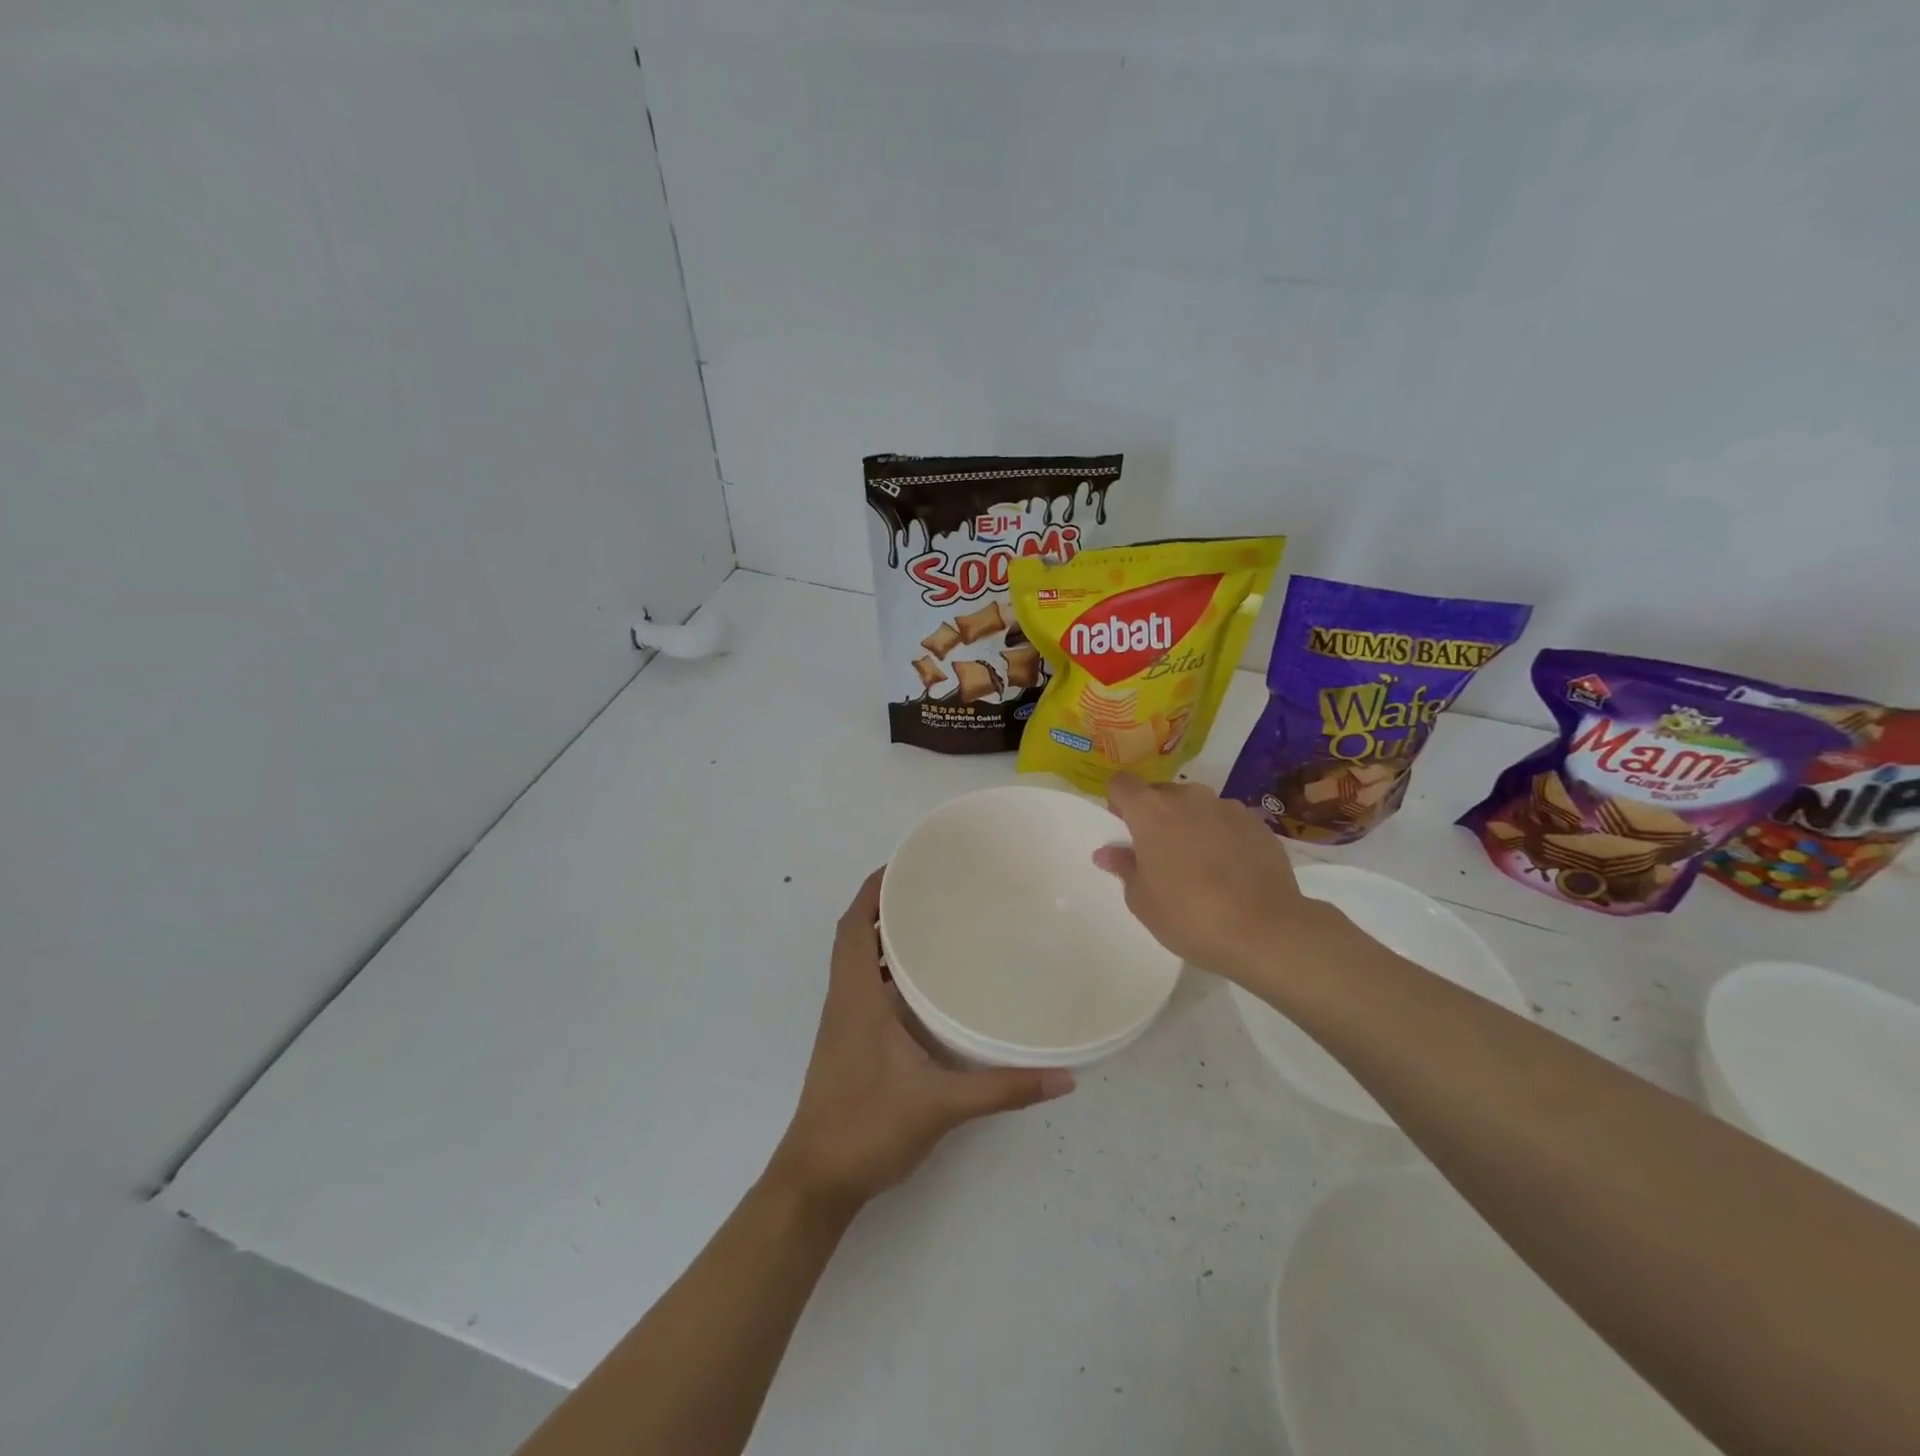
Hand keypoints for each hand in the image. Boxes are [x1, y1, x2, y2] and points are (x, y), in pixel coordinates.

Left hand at [767, 870, 1074, 1216]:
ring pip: (857, 963)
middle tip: (931, 888)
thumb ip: (1001, 1088)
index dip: (872, 890)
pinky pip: (863, 988)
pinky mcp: (847, 1043)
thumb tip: (1063, 1077)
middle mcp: (843, 1001)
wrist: (816, 1182)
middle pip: (854, 936)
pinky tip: (923, 986)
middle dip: (884, 906)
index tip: (905, 864)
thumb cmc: (867, 1129)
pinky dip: (885, 971)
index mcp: (855, 998)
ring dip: (883, 938)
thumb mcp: (940, 1105)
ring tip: (931, 924)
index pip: (853, 926)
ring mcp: (842, 1023)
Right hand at [1093, 773, 1348, 982]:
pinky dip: (1222, 836)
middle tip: (1160, 854)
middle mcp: (1187, 797)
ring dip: (1190, 824)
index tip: (1123, 828)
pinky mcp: (1257, 822)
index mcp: (1150, 811)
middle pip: (1160, 793)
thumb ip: (1124, 868)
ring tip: (1200, 864)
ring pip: (1196, 806)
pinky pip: (1227, 821)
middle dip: (1155, 815)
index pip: (1121, 783)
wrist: (1265, 930)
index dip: (1118, 802)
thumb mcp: (1142, 901)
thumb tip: (1108, 852)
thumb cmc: (1189, 916)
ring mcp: (1226, 807)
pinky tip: (1231, 870)